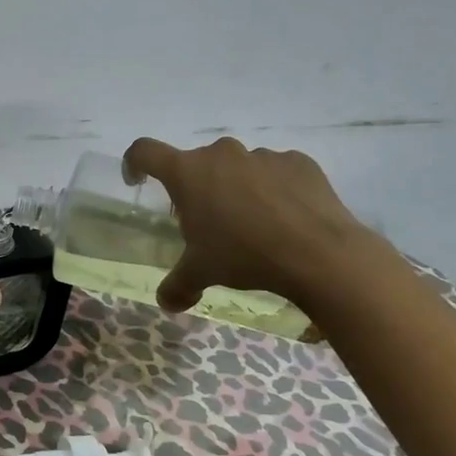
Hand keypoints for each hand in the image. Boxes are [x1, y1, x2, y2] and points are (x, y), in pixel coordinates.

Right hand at [121, 136, 376, 313]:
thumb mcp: (201, 273)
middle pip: (196, 163)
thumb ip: (177, 285)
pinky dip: (273, 189)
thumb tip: (166, 304)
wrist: (320, 254)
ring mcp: (262, 155)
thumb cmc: (244, 255)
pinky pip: (275, 171)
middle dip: (197, 188)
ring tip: (253, 224)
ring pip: (238, 167)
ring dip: (236, 188)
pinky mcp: (298, 161)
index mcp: (187, 172)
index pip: (144, 151)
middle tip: (207, 222)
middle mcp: (221, 154)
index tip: (137, 180)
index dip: (135, 162)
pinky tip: (285, 218)